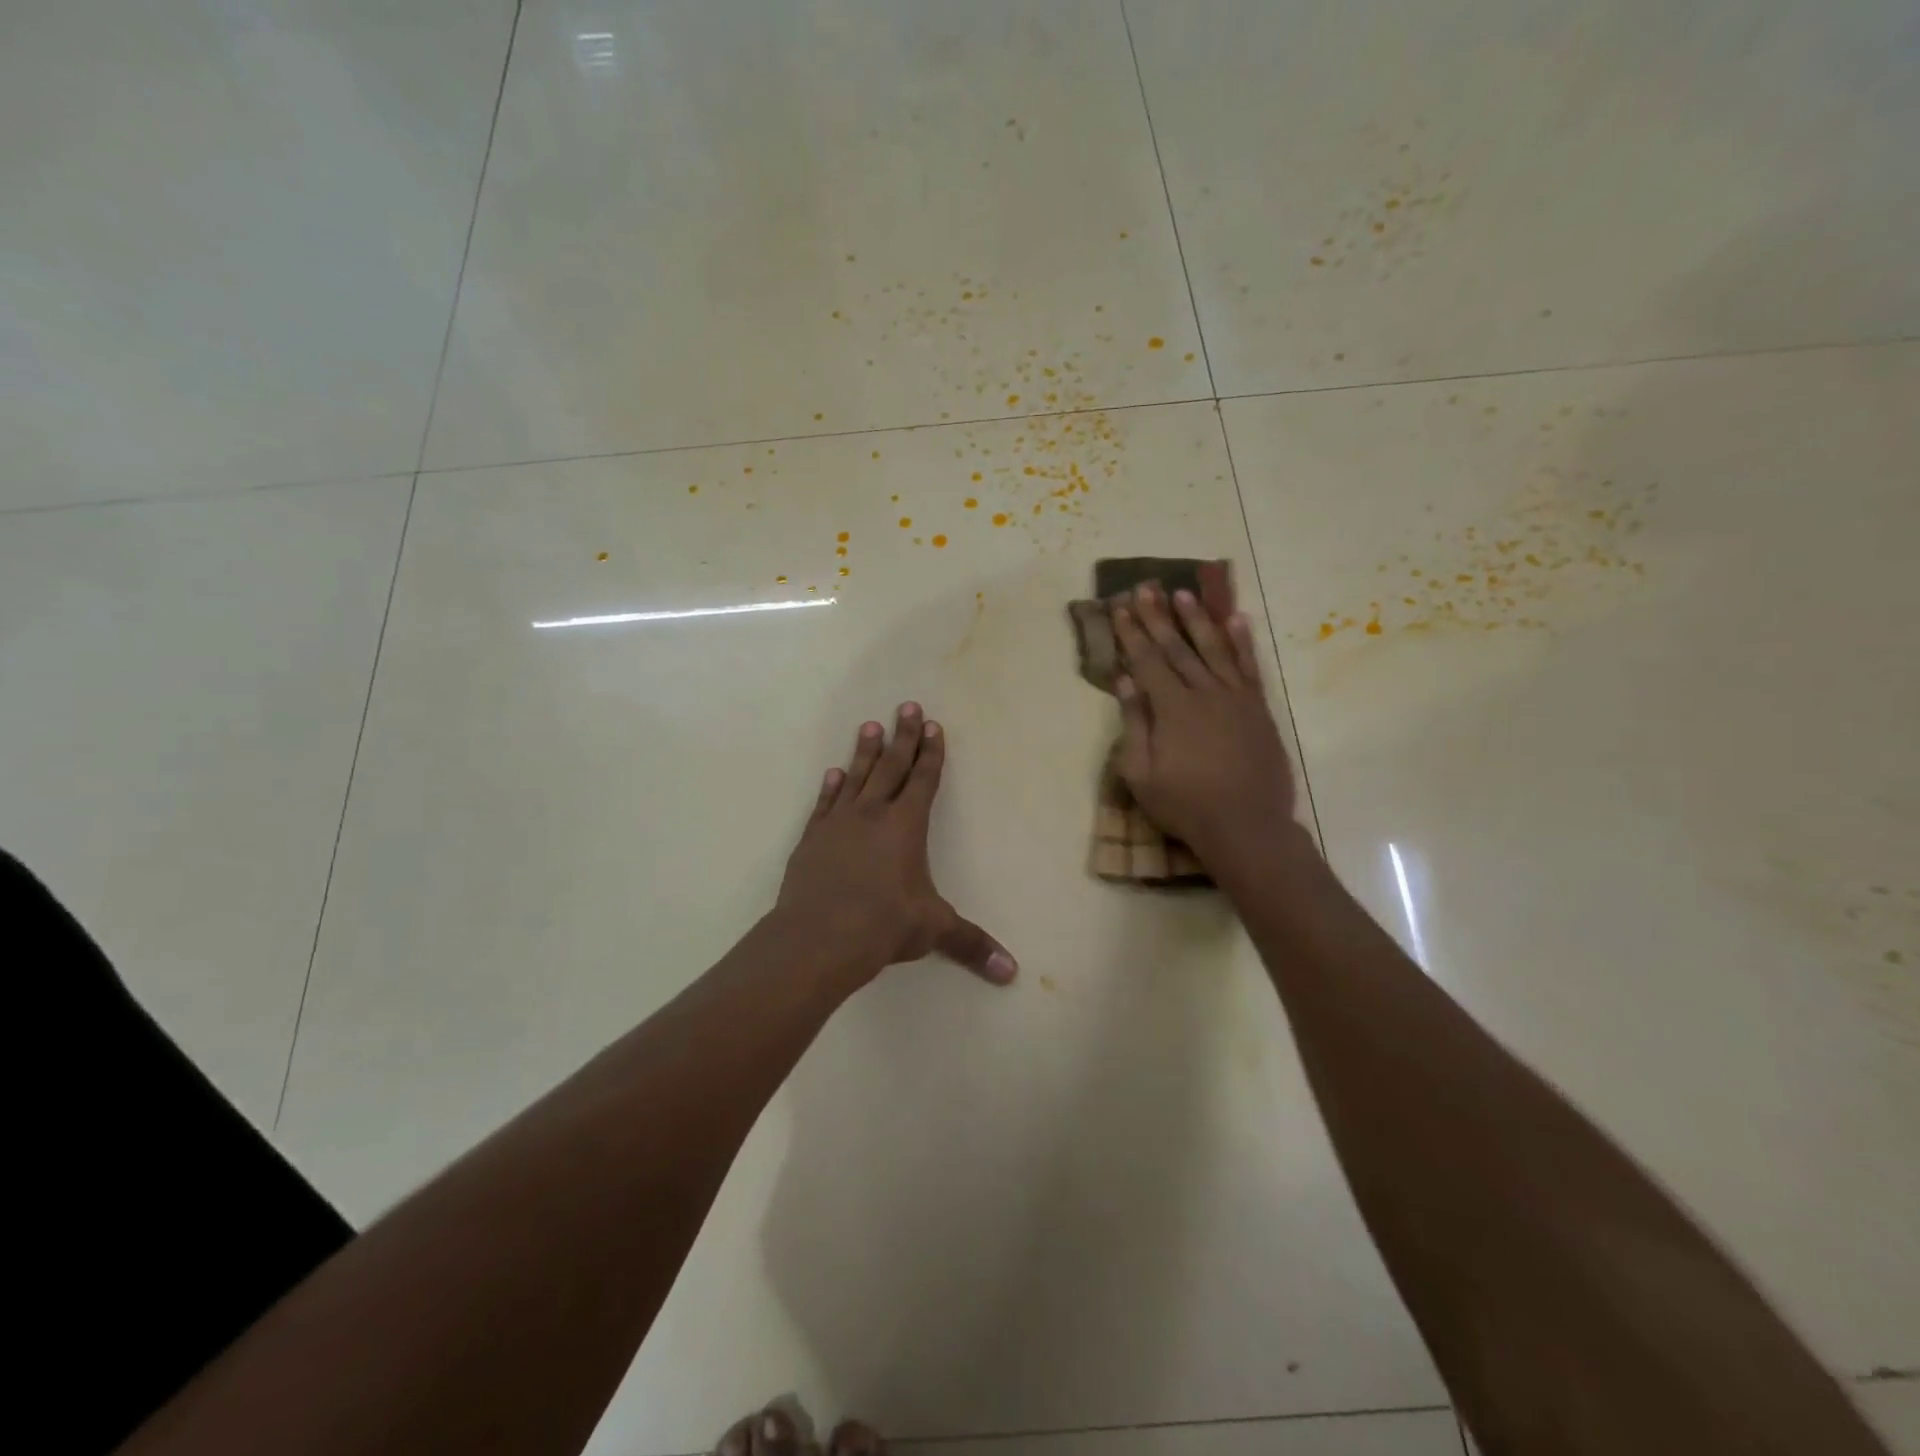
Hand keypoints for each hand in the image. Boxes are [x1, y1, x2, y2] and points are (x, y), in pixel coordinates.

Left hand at [777, 704, 1016, 987]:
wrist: (819, 936)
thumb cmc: (884, 925)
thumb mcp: (933, 930)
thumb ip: (971, 944)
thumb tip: (1012, 973)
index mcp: (906, 826)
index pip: (923, 780)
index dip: (931, 753)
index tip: (933, 726)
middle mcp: (873, 814)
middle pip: (892, 766)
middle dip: (903, 736)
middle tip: (907, 706)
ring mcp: (839, 823)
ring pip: (857, 777)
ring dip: (866, 751)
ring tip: (870, 725)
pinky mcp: (812, 838)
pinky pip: (825, 803)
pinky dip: (831, 786)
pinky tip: (834, 772)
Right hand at [1110, 584, 1298, 860]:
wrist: (1247, 826)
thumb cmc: (1185, 805)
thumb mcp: (1141, 774)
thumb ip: (1133, 723)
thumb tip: (1124, 680)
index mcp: (1172, 708)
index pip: (1147, 661)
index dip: (1132, 633)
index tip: (1121, 607)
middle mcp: (1205, 693)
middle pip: (1178, 647)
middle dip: (1158, 617)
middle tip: (1146, 588)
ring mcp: (1236, 698)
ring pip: (1214, 648)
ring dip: (1197, 620)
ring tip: (1184, 594)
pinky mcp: (1258, 709)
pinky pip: (1249, 666)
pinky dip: (1242, 641)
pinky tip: (1236, 619)